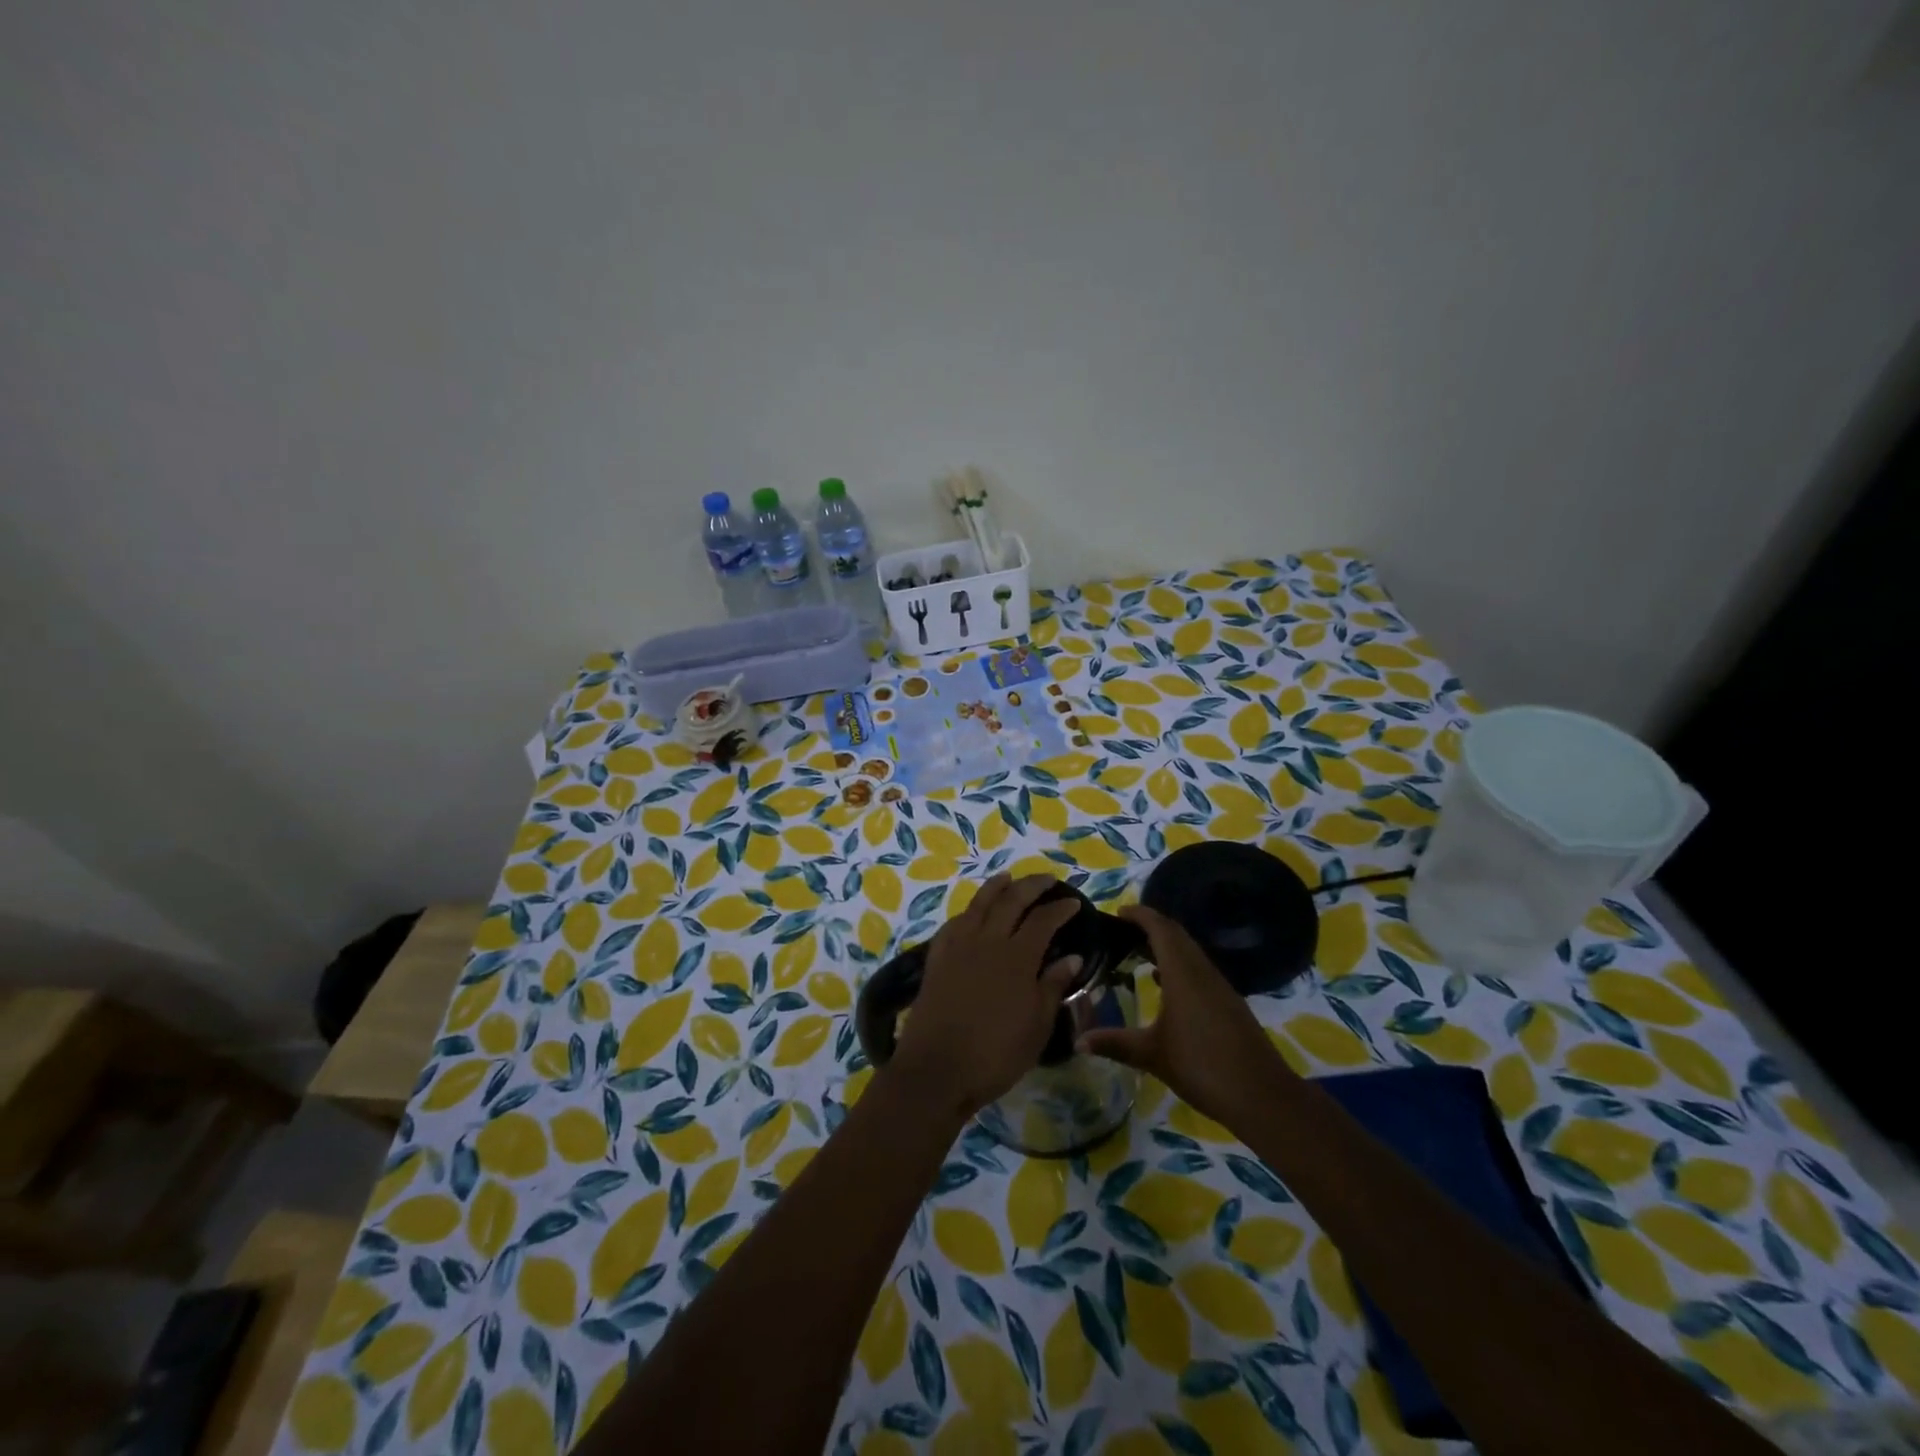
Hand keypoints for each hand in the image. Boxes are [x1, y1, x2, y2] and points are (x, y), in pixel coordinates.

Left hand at [888, 874, 1082, 1120]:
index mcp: (1017, 957)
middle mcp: (988, 941)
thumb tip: (1071, 957)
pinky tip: (972, 913)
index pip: (1043, 920)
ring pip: (979, 904)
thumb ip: (1052, 986)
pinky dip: (967, 911)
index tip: (1074, 902)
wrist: (937, 1070)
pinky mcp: (937, 958)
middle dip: (1031, 886)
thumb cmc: (996, 1054)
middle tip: (1047, 880)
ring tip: (1008, 877)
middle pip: (1011, 901)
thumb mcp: (1036, 1026)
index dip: (1060, 909)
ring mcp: (958, 947)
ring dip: (996, 887)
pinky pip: (954, 923)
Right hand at [1078, 904, 1294, 1126]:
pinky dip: (1179, 965)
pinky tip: (1165, 984)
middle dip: (1151, 926)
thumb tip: (1078, 1040)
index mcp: (1183, 973)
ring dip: (1166, 945)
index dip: (1140, 915)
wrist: (1262, 1096)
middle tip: (1122, 930)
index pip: (1161, 928)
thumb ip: (1115, 1043)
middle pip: (1177, 935)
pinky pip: (1199, 969)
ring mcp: (1219, 986)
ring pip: (1190, 952)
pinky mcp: (1229, 1003)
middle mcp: (1202, 971)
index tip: (1118, 912)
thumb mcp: (1152, 1055)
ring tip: (1137, 952)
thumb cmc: (1202, 1067)